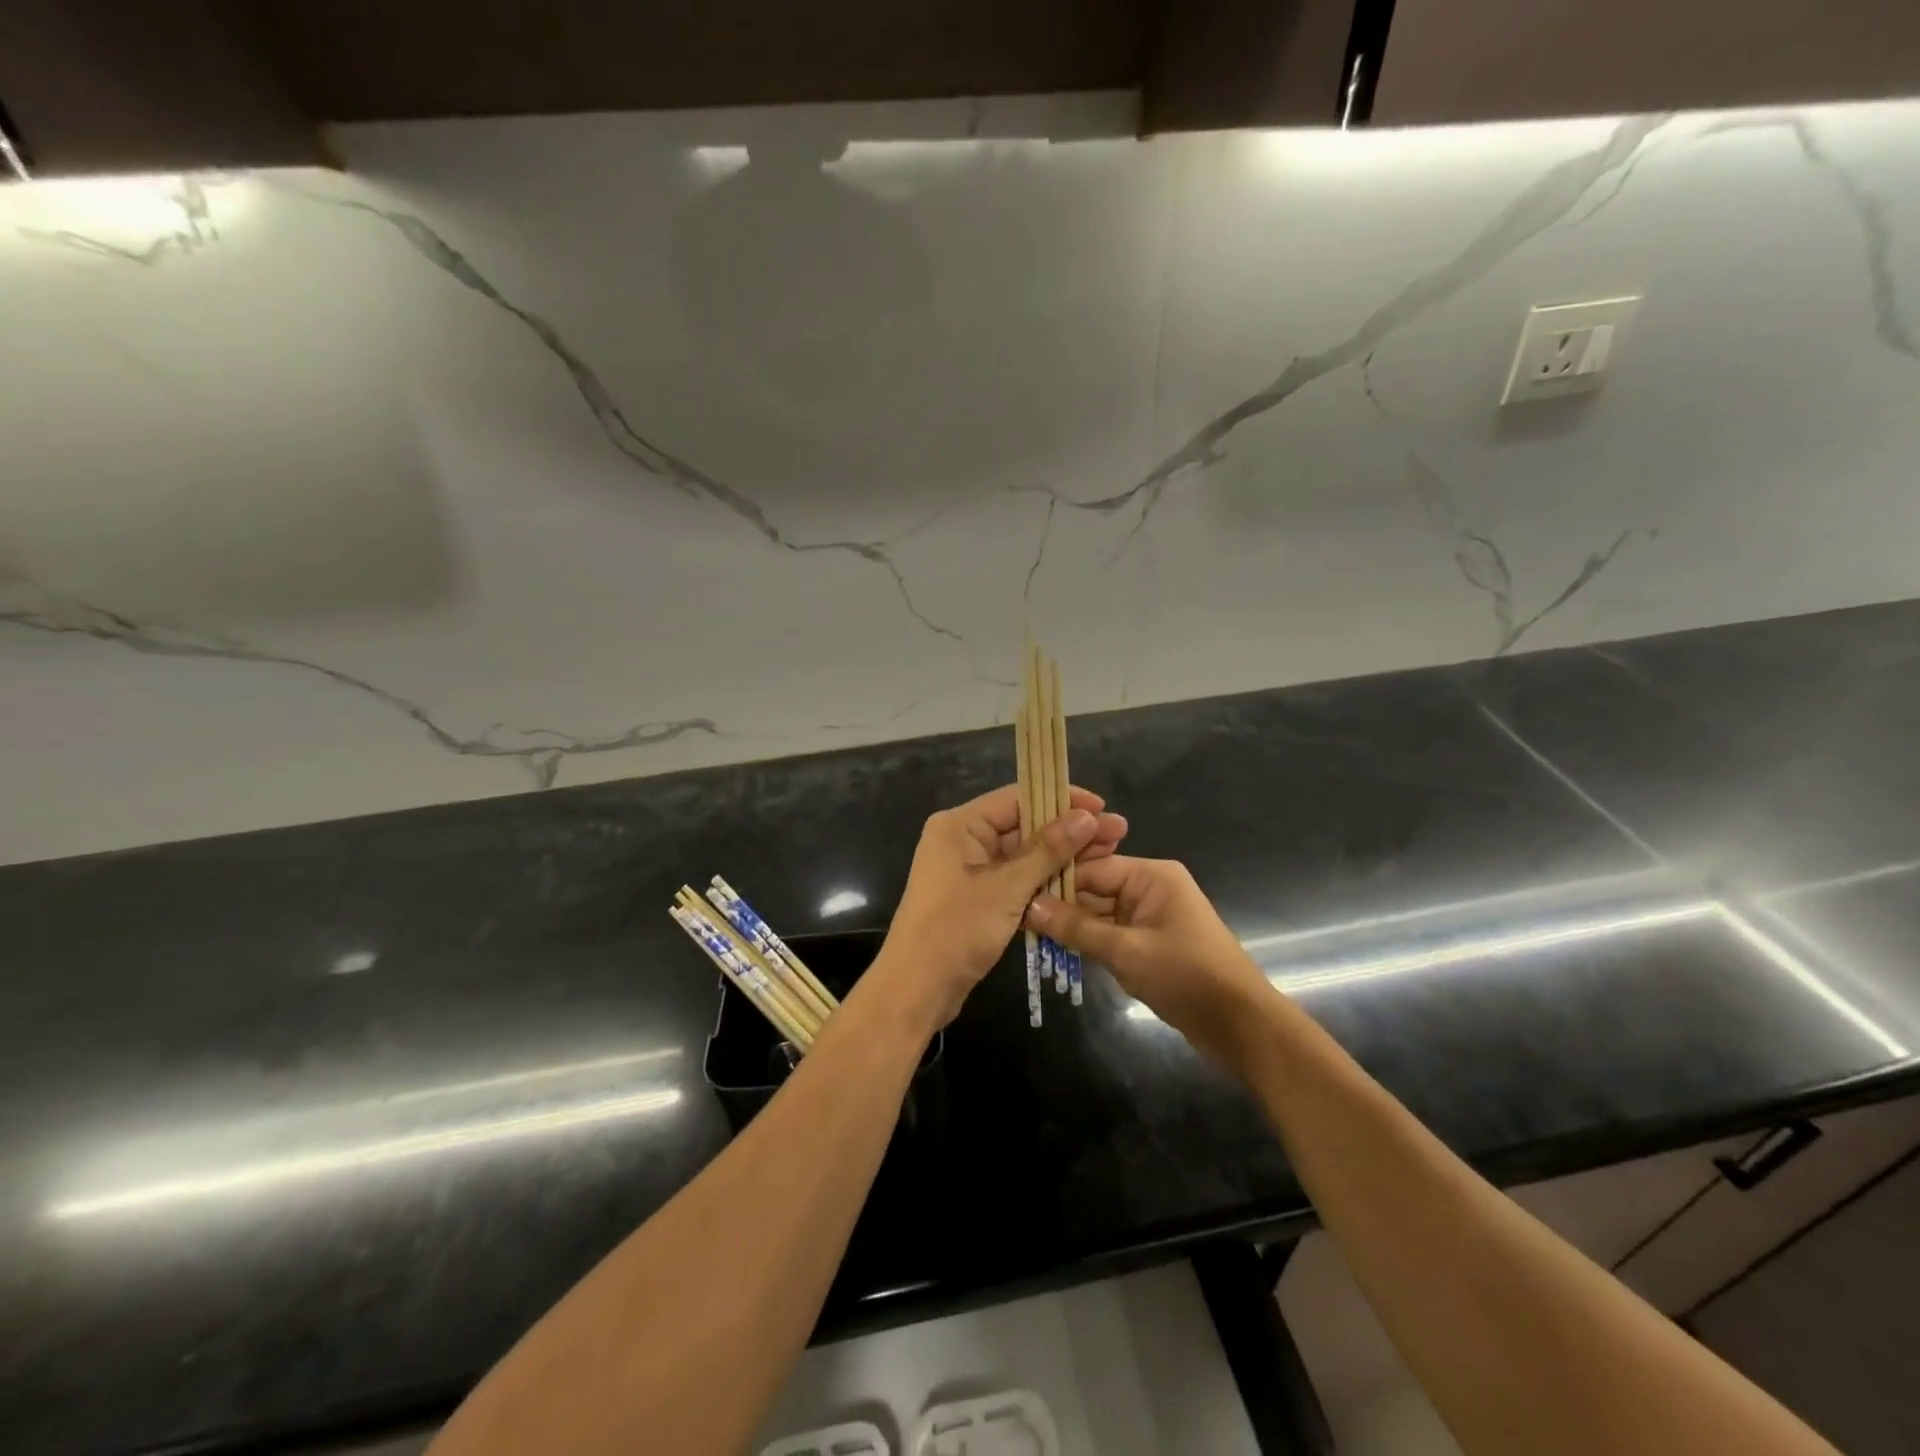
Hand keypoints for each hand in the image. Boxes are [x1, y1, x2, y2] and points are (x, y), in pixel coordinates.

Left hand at [877, 785, 1127, 1028]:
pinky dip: (1044, 881)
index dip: (1062, 799)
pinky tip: (1081, 882)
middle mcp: (962, 839)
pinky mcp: (976, 897)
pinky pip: (1015, 880)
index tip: (1102, 807)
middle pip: (1023, 825)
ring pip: (1023, 855)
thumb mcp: (1007, 888)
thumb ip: (1048, 850)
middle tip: (1117, 832)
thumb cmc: (956, 930)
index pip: (1018, 797)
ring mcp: (968, 870)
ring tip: (1109, 855)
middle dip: (1069, 831)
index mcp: (960, 825)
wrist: (916, 990)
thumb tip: (1087, 816)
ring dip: (1061, 857)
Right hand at [1027, 856, 1276, 1068]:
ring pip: (1100, 913)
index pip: (1092, 868)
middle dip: (1061, 904)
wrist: (1241, 1026)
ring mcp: (1151, 916)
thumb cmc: (1187, 977)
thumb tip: (1030, 906)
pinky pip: (1112, 933)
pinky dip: (1091, 942)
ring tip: (1031, 936)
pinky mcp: (1151, 942)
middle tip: (1018, 918)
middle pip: (1095, 888)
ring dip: (1073, 926)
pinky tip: (1059, 951)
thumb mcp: (1126, 951)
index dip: (1056, 881)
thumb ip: (1077, 928)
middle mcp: (1151, 888)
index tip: (1018, 895)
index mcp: (1151, 876)